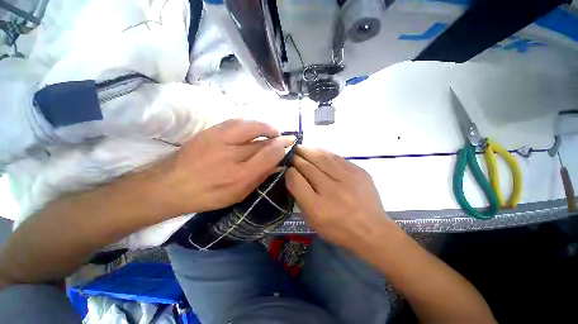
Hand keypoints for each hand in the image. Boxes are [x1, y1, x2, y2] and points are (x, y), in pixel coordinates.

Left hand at [158, 119, 294, 213]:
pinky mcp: (210, 131)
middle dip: (277, 137)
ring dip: (265, 127)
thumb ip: (260, 177)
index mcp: (239, 177)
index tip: (289, 145)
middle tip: (283, 138)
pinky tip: (254, 127)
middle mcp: (231, 156)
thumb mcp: (239, 193)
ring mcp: (218, 140)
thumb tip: (278, 165)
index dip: (282, 148)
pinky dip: (250, 123)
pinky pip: (236, 121)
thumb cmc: (208, 194)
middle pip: (262, 141)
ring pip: (250, 126)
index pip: (268, 156)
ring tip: (271, 131)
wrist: (170, 185)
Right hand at [286, 147, 392, 250]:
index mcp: (317, 207)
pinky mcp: (359, 171)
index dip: (289, 172)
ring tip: (301, 148)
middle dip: (296, 158)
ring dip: (308, 151)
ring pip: (321, 158)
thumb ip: (300, 199)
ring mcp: (347, 179)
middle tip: (292, 154)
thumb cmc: (338, 229)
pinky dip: (324, 153)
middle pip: (307, 166)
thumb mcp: (312, 221)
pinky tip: (317, 151)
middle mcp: (331, 190)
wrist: (372, 230)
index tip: (288, 169)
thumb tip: (294, 177)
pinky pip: (336, 157)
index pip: (296, 180)